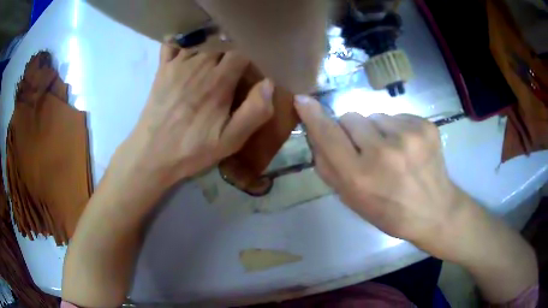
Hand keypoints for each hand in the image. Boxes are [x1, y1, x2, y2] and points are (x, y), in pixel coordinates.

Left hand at [111, 42, 273, 190]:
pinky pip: (173, 44)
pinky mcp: (162, 69)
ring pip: (202, 42)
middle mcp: (199, 64)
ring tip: (215, 60)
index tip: (253, 69)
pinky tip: (187, 51)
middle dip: (233, 51)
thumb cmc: (192, 149)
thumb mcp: (230, 140)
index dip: (251, 57)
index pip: (243, 52)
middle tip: (234, 67)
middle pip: (223, 44)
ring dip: (212, 47)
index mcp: (219, 80)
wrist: (152, 154)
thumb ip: (254, 112)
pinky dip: (182, 42)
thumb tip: (269, 82)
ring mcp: (178, 64)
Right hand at [295, 95, 466, 255]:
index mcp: (361, 177)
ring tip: (392, 151)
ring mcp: (408, 136)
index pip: (328, 136)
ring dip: (376, 130)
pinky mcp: (425, 126)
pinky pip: (397, 116)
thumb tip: (316, 135)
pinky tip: (407, 148)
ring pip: (374, 115)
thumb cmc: (390, 212)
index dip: (314, 116)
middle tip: (366, 150)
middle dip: (352, 130)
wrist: (435, 210)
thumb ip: (330, 168)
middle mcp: (383, 152)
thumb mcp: (353, 201)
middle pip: (350, 117)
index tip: (302, 100)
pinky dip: (396, 129)